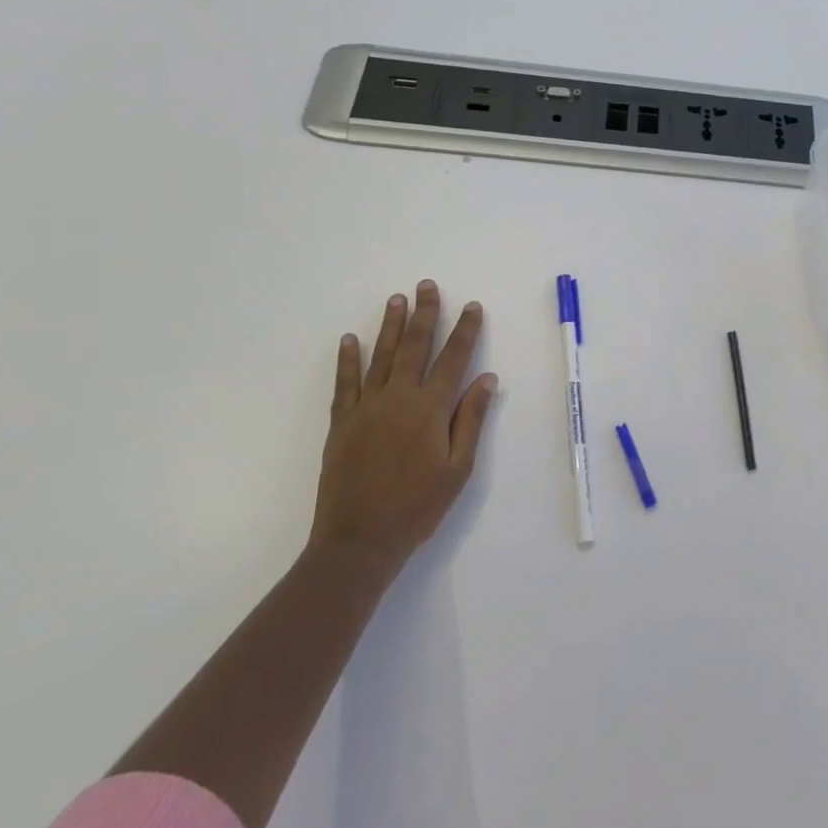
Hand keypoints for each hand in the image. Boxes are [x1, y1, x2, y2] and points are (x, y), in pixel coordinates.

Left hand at [309, 280, 497, 578]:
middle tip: (426, 286)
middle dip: (424, 314)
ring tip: (396, 299)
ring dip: (389, 326)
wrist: (359, 541)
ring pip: (380, 357)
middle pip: (414, 347)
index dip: (464, 331)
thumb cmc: (418, 506)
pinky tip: (349, 340)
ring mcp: (366, 408)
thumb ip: (471, 419)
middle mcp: (399, 398)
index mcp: (430, 409)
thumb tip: (486, 378)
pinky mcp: (342, 423)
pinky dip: (347, 360)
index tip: (471, 306)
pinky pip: (345, 383)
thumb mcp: (458, 468)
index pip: (453, 359)